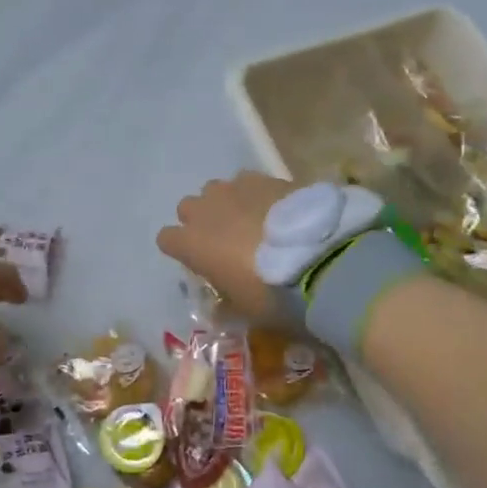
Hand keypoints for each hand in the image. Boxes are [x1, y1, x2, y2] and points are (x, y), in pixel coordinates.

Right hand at [156, 172, 301, 324]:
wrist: (319, 258)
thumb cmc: (271, 292)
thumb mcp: (245, 310)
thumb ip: (226, 303)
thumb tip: (221, 305)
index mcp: (191, 243)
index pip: (166, 239)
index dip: (181, 249)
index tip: (200, 261)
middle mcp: (204, 210)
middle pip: (188, 208)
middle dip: (202, 221)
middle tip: (226, 240)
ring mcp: (233, 189)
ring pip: (216, 190)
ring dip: (227, 204)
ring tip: (253, 221)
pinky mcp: (263, 177)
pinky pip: (247, 182)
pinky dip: (255, 194)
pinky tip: (276, 209)